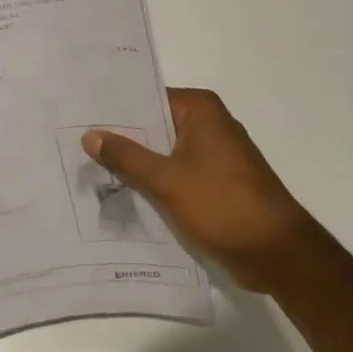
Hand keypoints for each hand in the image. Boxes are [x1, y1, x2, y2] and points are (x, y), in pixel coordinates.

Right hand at [84, 88, 320, 293]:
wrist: (278, 253)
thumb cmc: (222, 205)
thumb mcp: (166, 180)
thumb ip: (126, 156)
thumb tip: (90, 134)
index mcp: (201, 110)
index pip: (147, 98)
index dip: (114, 108)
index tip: (78, 115)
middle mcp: (209, 124)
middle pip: (154, 125)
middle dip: (120, 138)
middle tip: (74, 143)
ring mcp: (214, 155)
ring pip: (163, 152)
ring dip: (135, 163)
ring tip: (88, 167)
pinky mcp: (215, 183)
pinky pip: (175, 174)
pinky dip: (153, 182)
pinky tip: (120, 193)